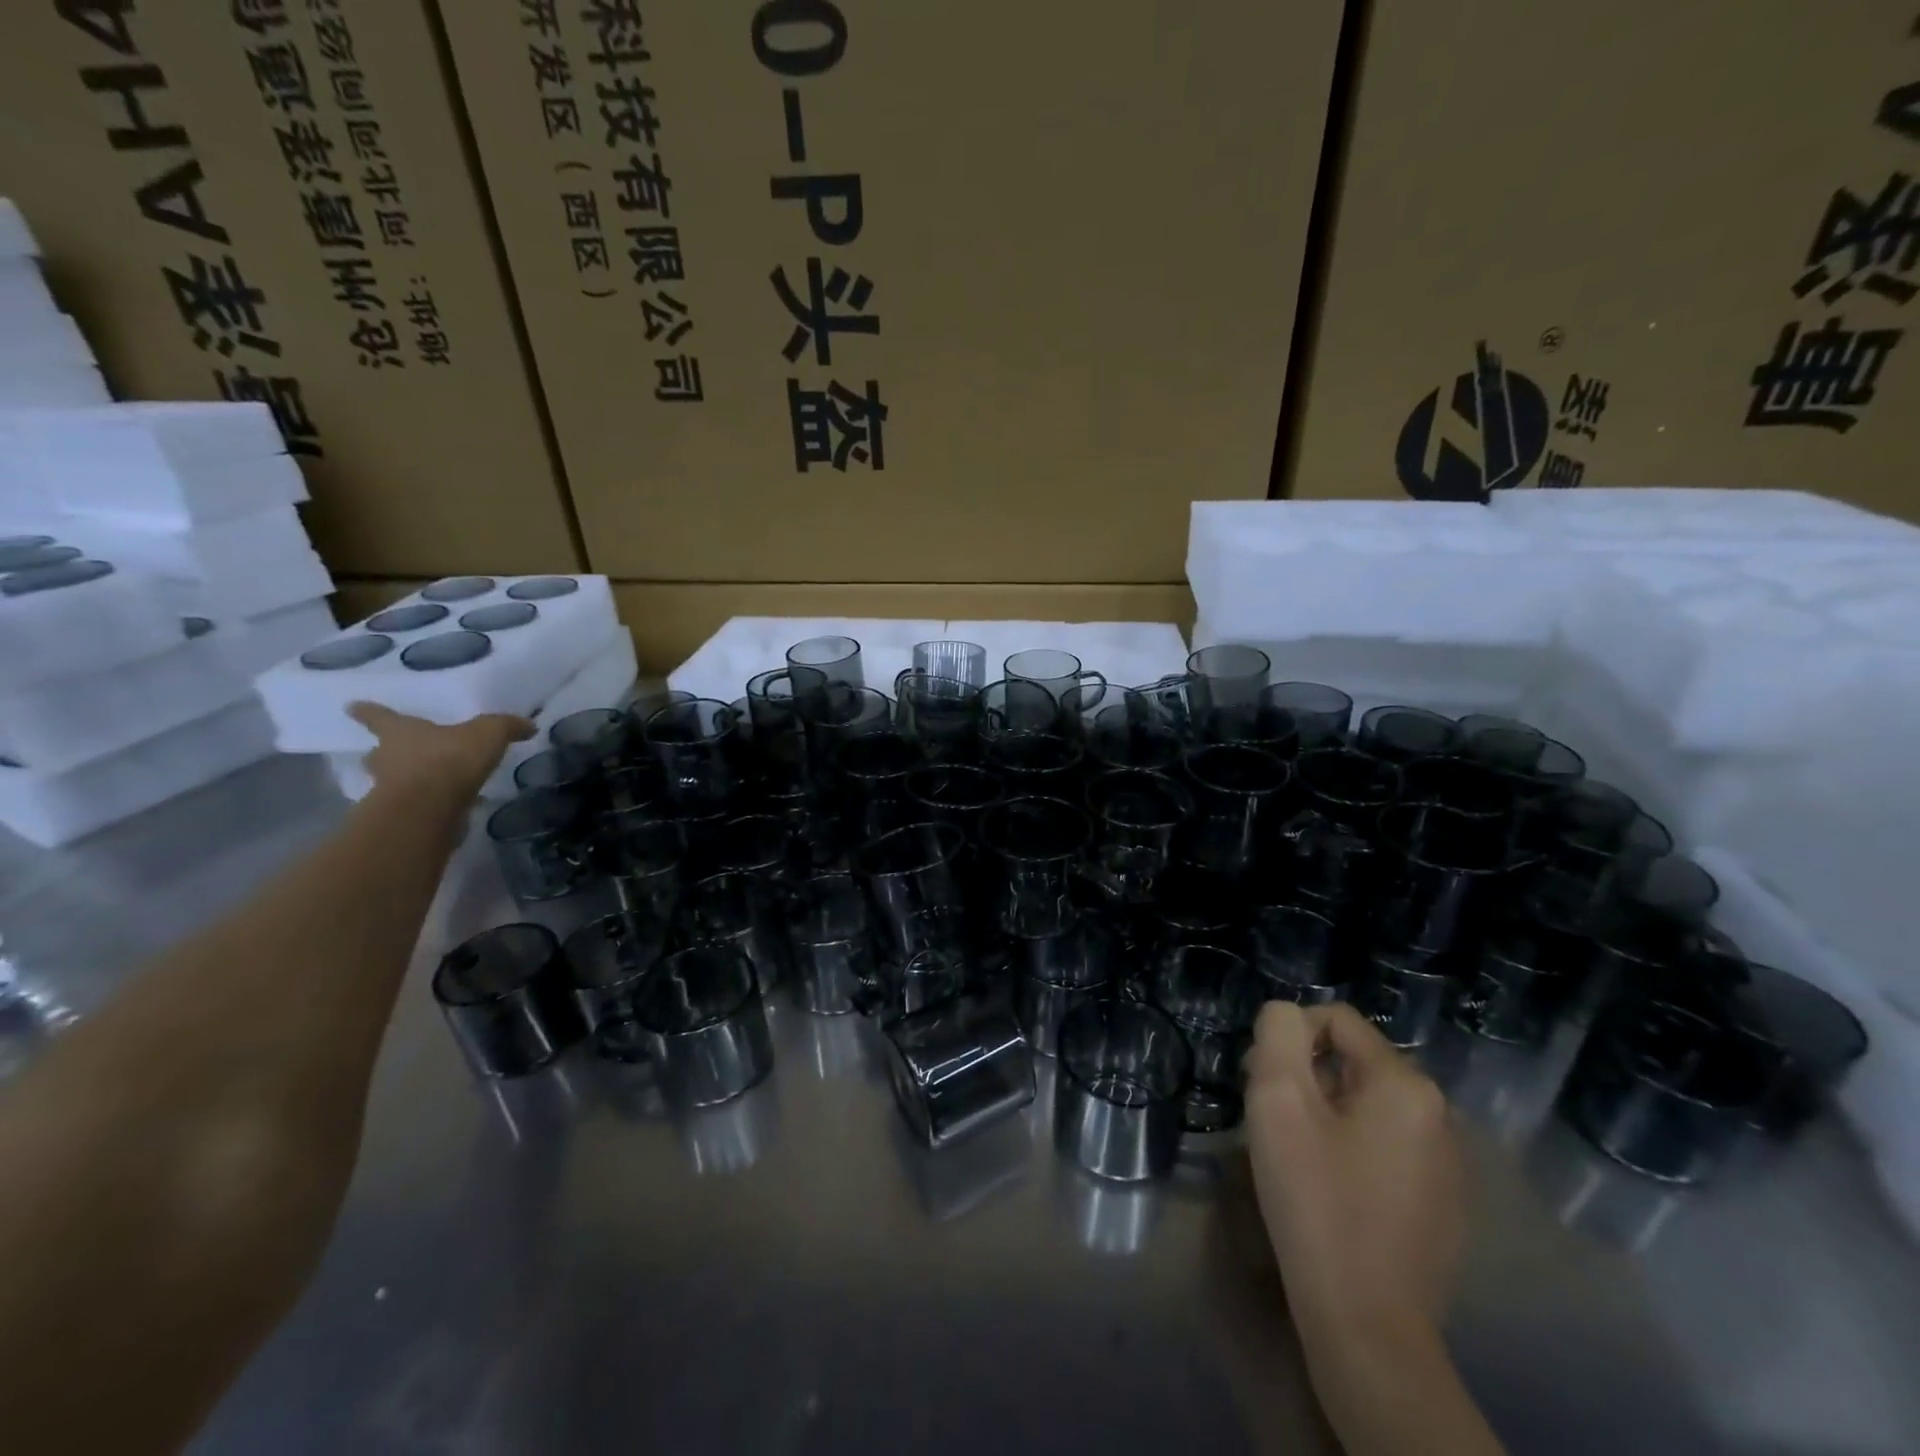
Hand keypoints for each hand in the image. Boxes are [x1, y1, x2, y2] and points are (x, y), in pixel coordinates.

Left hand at [347, 702, 533, 802]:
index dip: (368, 711)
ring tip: (431, 783)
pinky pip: (417, 805)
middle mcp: (387, 759)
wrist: (430, 809)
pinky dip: (431, 804)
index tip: (352, 707)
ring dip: (405, 781)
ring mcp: (390, 790)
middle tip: (395, 753)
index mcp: (400, 732)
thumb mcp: (488, 733)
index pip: (379, 716)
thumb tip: (528, 725)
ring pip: (393, 781)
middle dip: (385, 752)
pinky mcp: (405, 816)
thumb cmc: (450, 759)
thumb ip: (507, 726)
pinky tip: (453, 806)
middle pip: (378, 753)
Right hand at [1243, 1002, 1463, 1345]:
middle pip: (1352, 1061)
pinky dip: (1351, 1149)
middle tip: (1272, 1123)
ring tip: (1297, 1157)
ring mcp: (1446, 1163)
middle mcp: (1439, 1114)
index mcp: (1406, 1084)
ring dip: (1325, 1113)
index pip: (1336, 1019)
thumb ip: (1278, 1034)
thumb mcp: (1278, 1101)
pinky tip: (1330, 1190)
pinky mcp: (1442, 1203)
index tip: (1262, 1084)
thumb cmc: (1316, 1202)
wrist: (1367, 1326)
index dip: (1288, 1038)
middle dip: (1305, 1077)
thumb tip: (1287, 1017)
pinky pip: (1385, 1145)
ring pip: (1366, 1104)